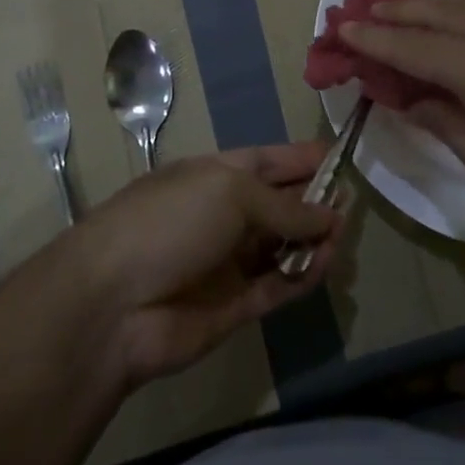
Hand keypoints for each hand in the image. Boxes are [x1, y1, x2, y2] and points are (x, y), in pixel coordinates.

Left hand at [68, 145, 341, 388]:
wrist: (113, 303)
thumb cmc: (171, 222)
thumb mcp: (230, 193)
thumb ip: (285, 206)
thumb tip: (330, 215)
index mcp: (218, 175)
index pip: (270, 161)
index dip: (304, 159)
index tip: (343, 158)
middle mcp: (225, 214)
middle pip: (280, 204)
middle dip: (316, 202)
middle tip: (350, 206)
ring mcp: (229, 261)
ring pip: (283, 247)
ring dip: (313, 241)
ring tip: (339, 239)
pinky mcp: (235, 305)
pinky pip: (278, 286)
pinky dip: (303, 277)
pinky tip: (325, 266)